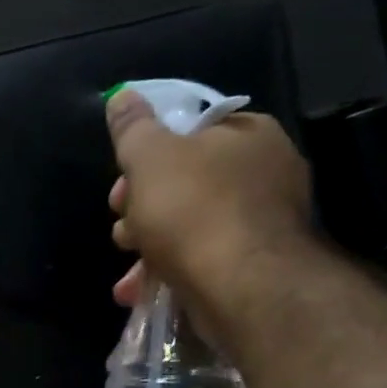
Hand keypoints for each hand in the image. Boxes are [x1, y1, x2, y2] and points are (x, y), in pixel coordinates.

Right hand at [105, 90, 314, 342]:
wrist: (241, 287)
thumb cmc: (193, 211)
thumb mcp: (149, 158)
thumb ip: (132, 128)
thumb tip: (121, 95)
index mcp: (249, 135)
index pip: (190, 135)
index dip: (146, 159)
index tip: (121, 187)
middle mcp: (265, 173)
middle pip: (186, 184)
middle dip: (143, 211)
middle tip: (123, 230)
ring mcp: (263, 223)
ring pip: (190, 228)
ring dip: (149, 248)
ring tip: (128, 273)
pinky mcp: (254, 267)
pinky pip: (202, 261)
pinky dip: (170, 273)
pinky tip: (141, 292)